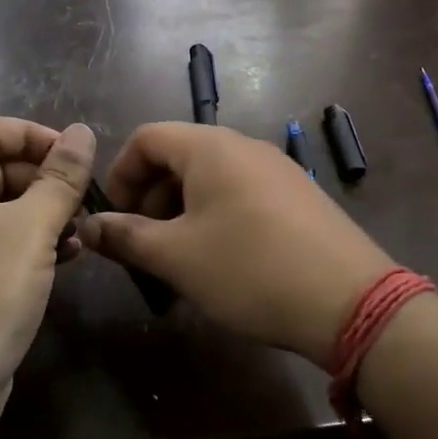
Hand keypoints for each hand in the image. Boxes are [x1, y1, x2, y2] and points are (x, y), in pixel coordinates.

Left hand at [0, 115, 93, 421]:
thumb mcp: (31, 228)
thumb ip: (61, 177)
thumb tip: (84, 131)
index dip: (32, 133)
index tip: (75, 156)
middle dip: (45, 176)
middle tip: (86, 197)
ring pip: (3, 209)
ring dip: (45, 211)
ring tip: (83, 229)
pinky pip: (0, 245)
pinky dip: (33, 243)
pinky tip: (67, 258)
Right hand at [78, 123, 394, 364]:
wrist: (348, 301)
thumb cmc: (249, 270)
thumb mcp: (177, 257)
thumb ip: (126, 237)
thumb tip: (89, 226)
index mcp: (211, 147)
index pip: (147, 137)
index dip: (120, 173)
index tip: (114, 217)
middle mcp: (245, 146)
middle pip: (179, 155)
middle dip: (150, 195)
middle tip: (144, 243)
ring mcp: (277, 170)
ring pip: (211, 177)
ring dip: (182, 209)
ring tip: (179, 257)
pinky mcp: (299, 196)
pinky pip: (241, 193)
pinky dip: (216, 216)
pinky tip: (221, 259)